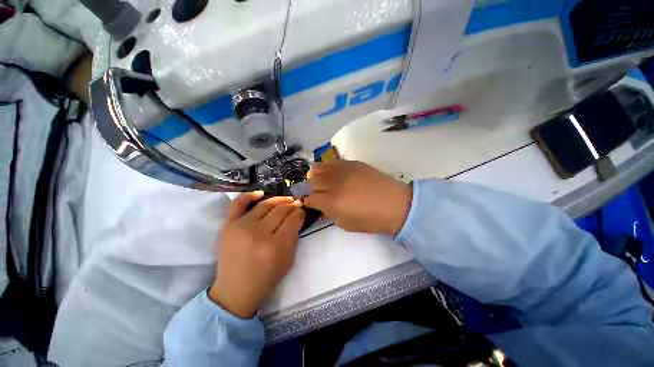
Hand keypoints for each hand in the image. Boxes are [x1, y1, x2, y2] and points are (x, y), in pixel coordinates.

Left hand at [208, 192, 304, 318]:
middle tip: (297, 204)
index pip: (293, 219)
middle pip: (281, 210)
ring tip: (286, 199)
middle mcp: (259, 233)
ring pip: (265, 205)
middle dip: (292, 205)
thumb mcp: (289, 260)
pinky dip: (249, 196)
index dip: (300, 212)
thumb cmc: (266, 278)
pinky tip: (261, 193)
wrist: (235, 290)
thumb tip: (297, 216)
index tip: (302, 211)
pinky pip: (238, 204)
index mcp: (276, 245)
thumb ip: (294, 236)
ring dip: (279, 200)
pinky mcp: (229, 226)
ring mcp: (241, 227)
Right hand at [304, 160, 412, 235]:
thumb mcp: (344, 223)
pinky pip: (331, 162)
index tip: (310, 203)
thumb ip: (327, 212)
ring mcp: (342, 170)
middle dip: (310, 188)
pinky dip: (328, 169)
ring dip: (316, 176)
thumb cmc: (370, 219)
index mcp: (331, 201)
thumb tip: (319, 203)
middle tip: (317, 193)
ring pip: (317, 167)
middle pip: (310, 181)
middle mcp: (333, 183)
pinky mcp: (351, 162)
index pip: (308, 197)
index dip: (307, 201)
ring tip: (323, 182)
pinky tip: (335, 176)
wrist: (394, 204)